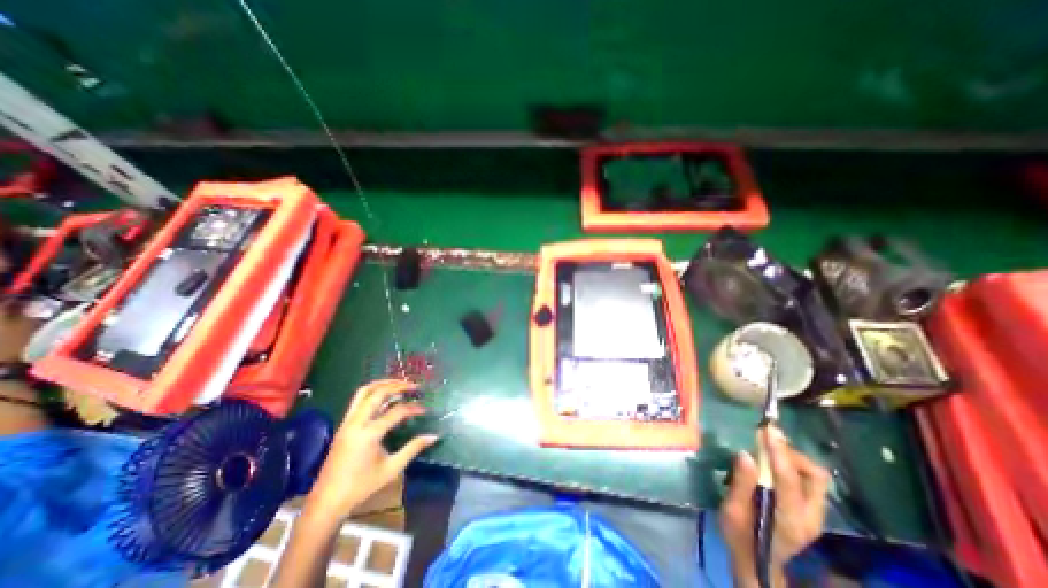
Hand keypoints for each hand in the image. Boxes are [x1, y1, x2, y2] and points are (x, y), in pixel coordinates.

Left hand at [306, 377, 436, 519]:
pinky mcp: (343, 425)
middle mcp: (357, 423)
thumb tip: (434, 436)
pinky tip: (384, 395)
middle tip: (414, 386)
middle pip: (378, 393)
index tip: (425, 410)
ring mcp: (347, 422)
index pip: (396, 411)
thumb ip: (413, 448)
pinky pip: (358, 400)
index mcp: (369, 434)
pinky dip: (373, 392)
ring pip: (364, 391)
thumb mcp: (392, 468)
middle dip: (398, 386)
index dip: (413, 408)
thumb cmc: (362, 487)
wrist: (327, 502)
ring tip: (399, 383)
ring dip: (383, 384)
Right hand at [721, 428, 826, 587]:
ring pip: (816, 477)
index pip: (789, 480)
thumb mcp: (732, 511)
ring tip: (768, 447)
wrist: (757, 563)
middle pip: (815, 476)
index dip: (778, 452)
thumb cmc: (739, 536)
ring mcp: (815, 516)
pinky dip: (793, 465)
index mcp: (789, 519)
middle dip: (791, 453)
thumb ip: (741, 484)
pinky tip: (774, 460)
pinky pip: (810, 481)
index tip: (767, 429)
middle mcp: (810, 517)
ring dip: (793, 457)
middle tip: (765, 439)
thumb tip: (746, 454)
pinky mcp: (811, 511)